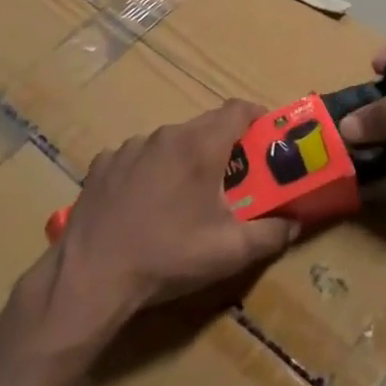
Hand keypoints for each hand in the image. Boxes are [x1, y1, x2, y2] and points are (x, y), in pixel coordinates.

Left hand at [51, 100, 296, 337]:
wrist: (91, 276)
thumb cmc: (168, 256)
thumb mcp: (229, 252)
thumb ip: (270, 234)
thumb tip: (293, 223)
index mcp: (201, 146)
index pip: (238, 109)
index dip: (257, 117)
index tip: (266, 137)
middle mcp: (167, 134)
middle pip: (205, 125)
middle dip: (224, 144)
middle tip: (233, 177)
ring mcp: (131, 146)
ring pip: (170, 141)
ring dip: (185, 159)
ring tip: (185, 198)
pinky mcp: (104, 163)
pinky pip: (138, 157)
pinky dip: (150, 172)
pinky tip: (144, 206)